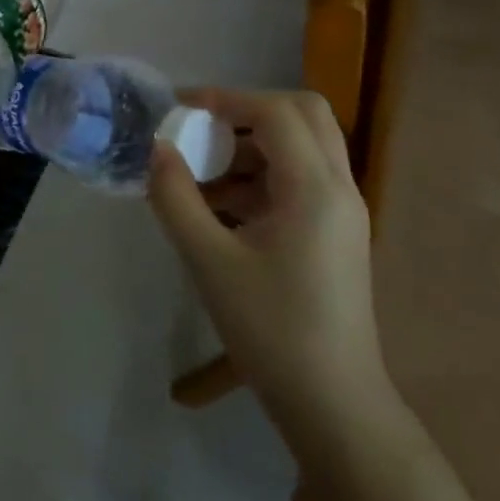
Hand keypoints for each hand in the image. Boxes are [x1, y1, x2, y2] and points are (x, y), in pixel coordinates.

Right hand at [147, 88, 390, 448]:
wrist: (332, 402)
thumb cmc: (269, 328)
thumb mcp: (207, 259)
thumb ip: (175, 196)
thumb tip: (156, 149)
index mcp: (314, 189)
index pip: (275, 111)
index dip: (225, 98)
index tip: (178, 108)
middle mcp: (339, 188)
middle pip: (304, 114)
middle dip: (247, 109)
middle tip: (202, 128)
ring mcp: (344, 211)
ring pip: (304, 145)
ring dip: (253, 144)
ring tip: (202, 175)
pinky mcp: (337, 232)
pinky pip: (302, 178)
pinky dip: (262, 174)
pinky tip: (222, 209)